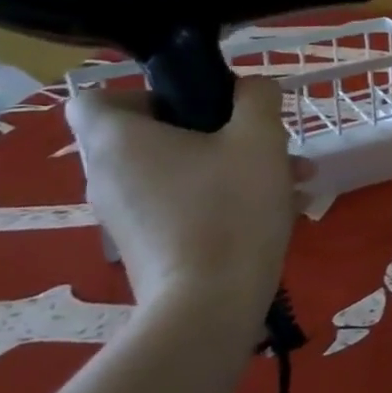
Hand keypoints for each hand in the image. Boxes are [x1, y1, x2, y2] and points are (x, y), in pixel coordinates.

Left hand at [64, 77, 298, 331]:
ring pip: (181, 172)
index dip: (145, 92)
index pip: (96, 98)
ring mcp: (125, 217)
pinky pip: (185, 205)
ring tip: (295, 177)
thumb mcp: (260, 137)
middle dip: (218, 132)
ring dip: (234, 166)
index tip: (197, 103)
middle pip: (154, 135)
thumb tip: (251, 88)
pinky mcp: (149, 248)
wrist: (212, 304)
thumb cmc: (230, 207)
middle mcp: (108, 176)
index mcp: (118, 140)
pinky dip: (224, 199)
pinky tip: (282, 209)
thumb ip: (258, 98)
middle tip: (265, 139)